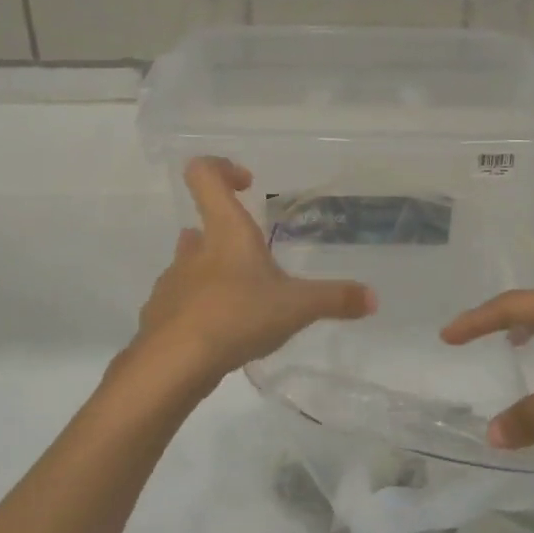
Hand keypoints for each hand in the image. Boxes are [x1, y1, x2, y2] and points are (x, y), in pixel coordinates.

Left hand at [134, 158, 375, 384]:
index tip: (247, 184)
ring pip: (191, 265)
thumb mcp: (296, 308)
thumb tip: (373, 298)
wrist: (173, 364)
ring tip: (245, 301)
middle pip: (202, 225)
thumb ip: (335, 299)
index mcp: (225, 233)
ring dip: (214, 273)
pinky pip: (182, 303)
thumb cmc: (237, 316)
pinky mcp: (160, 316)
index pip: (204, 176)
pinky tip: (222, 334)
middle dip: (228, 236)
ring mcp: (172, 283)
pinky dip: (201, 310)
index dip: (222, 168)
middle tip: (257, 259)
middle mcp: (194, 251)